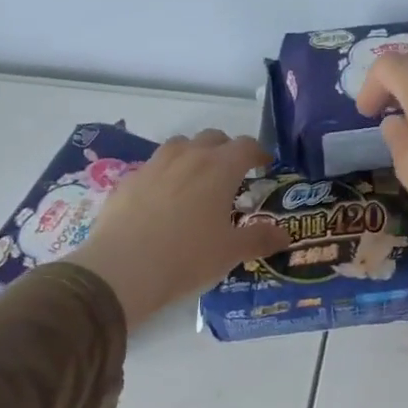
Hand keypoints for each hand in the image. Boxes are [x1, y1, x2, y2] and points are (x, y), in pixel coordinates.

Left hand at [70, 131, 289, 326]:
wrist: (122, 270)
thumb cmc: (187, 258)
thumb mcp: (231, 253)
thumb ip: (260, 239)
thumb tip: (285, 236)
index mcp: (219, 169)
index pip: (246, 146)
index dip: (258, 153)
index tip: (264, 165)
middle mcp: (187, 157)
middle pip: (212, 138)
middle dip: (226, 150)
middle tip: (233, 174)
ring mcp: (154, 166)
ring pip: (180, 145)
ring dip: (194, 154)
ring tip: (197, 180)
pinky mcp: (127, 181)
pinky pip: (153, 167)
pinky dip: (165, 174)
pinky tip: (163, 200)